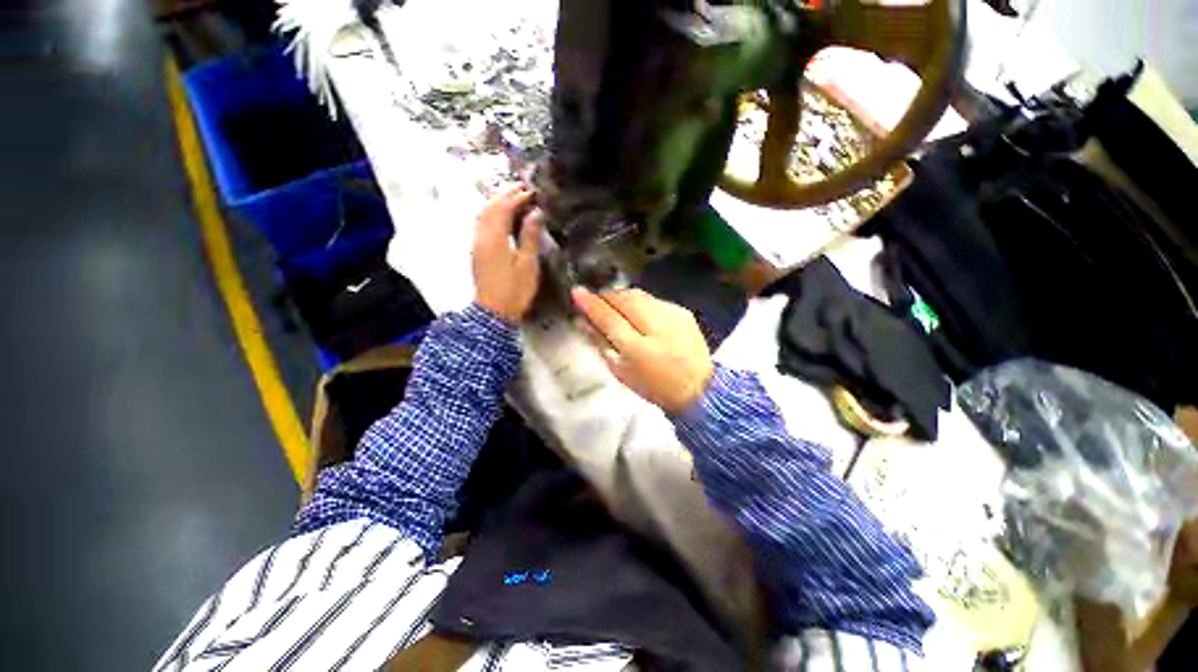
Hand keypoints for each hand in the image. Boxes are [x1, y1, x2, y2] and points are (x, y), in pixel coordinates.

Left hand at [472, 188, 542, 322]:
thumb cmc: (514, 290)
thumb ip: (530, 237)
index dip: (517, 197)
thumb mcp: (528, 265)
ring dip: (496, 202)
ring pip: (483, 214)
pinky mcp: (477, 250)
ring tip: (513, 198)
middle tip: (522, 188)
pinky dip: (492, 213)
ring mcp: (476, 243)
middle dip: (505, 195)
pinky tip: (501, 216)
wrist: (493, 312)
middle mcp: (481, 236)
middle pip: (489, 207)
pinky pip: (481, 223)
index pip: (503, 208)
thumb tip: (536, 213)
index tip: (533, 192)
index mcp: (494, 238)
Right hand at [572, 287, 713, 414]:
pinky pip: (654, 300)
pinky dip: (641, 302)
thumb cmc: (654, 385)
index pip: (607, 317)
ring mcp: (671, 315)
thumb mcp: (621, 371)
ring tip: (614, 304)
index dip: (590, 304)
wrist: (699, 388)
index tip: (577, 292)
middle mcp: (655, 325)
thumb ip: (601, 343)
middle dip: (607, 296)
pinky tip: (639, 312)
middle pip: (624, 299)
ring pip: (639, 295)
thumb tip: (583, 322)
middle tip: (596, 301)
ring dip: (623, 296)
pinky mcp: (683, 312)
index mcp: (636, 347)